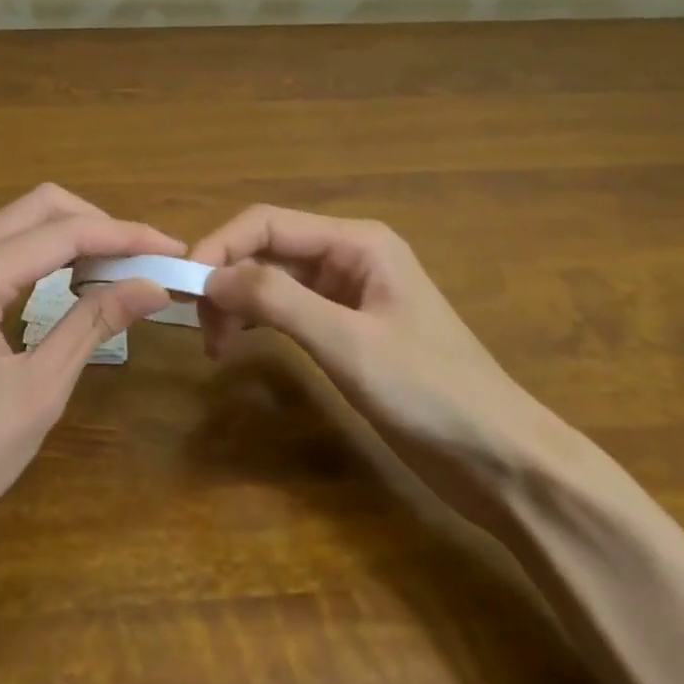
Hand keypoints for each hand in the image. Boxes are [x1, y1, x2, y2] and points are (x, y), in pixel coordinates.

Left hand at [0, 185, 177, 557]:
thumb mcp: (40, 388)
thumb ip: (95, 322)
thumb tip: (154, 285)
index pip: (64, 232)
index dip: (125, 236)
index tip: (172, 250)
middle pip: (38, 208)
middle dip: (97, 224)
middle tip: (143, 258)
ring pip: (17, 226)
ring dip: (70, 237)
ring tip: (118, 269)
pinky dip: (42, 257)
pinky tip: (71, 283)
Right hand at [191, 206, 544, 469]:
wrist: (502, 460)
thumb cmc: (430, 393)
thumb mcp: (347, 343)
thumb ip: (277, 301)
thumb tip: (209, 276)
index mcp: (356, 242)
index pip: (267, 223)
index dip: (219, 247)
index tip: (181, 288)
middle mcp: (350, 257)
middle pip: (268, 249)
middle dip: (227, 279)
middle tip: (200, 330)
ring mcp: (350, 294)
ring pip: (275, 281)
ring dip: (240, 303)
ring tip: (217, 346)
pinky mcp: (350, 329)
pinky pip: (291, 310)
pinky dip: (261, 323)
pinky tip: (243, 345)